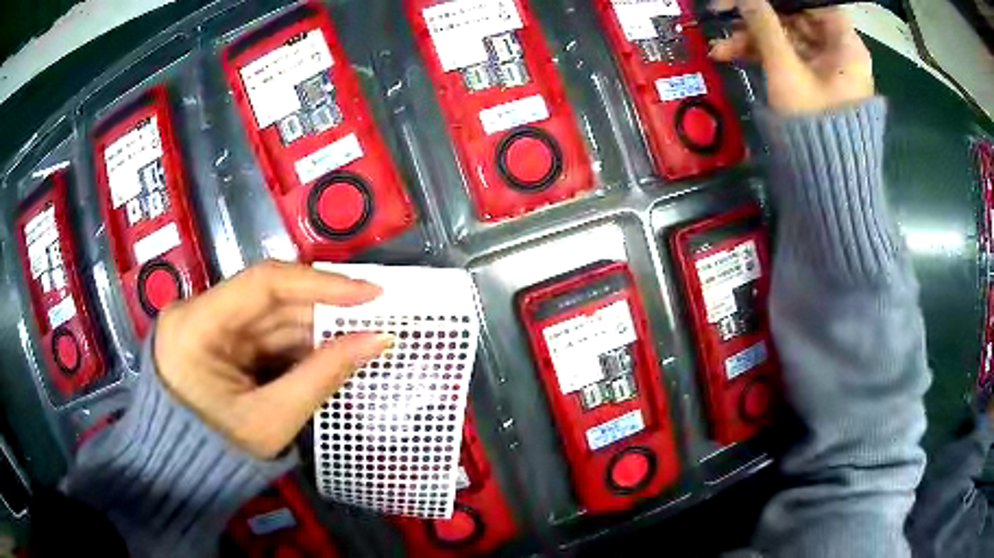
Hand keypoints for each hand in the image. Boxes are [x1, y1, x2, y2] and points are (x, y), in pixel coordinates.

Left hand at [154, 260, 390, 458]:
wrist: (183, 475)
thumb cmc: (220, 455)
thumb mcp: (273, 419)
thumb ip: (324, 374)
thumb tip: (377, 339)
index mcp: (195, 326)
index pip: (263, 284)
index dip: (321, 283)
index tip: (369, 291)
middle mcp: (196, 312)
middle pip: (268, 298)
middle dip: (322, 308)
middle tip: (374, 314)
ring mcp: (205, 324)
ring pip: (269, 315)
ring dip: (313, 327)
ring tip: (359, 334)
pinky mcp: (215, 340)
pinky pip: (262, 333)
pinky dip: (296, 343)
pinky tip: (327, 349)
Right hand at [708, 0, 873, 114]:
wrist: (828, 182)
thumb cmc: (815, 124)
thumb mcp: (786, 71)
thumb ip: (763, 26)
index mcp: (846, 46)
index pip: (815, 3)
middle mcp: (840, 52)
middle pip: (797, 18)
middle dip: (759, 18)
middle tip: (725, 16)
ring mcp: (827, 68)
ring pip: (787, 38)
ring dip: (754, 38)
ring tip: (721, 48)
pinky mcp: (815, 82)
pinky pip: (787, 58)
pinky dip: (763, 55)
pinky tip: (733, 56)